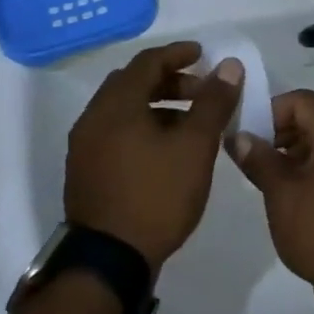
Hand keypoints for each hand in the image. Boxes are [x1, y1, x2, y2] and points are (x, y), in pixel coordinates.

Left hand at [64, 42, 242, 269]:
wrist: (110, 259)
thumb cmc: (157, 195)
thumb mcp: (195, 147)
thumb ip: (213, 103)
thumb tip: (229, 66)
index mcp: (117, 105)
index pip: (147, 62)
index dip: (178, 54)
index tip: (204, 55)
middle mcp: (93, 118)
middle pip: (132, 83)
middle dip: (169, 81)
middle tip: (202, 91)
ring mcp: (85, 146)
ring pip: (123, 110)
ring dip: (157, 106)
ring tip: (190, 123)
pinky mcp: (85, 170)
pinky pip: (116, 132)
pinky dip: (142, 127)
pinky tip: (165, 150)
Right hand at [230, 91, 313, 304]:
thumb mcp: (281, 192)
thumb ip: (258, 158)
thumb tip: (239, 136)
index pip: (301, 101)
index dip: (269, 112)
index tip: (247, 136)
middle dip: (281, 132)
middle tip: (254, 157)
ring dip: (297, 152)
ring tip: (270, 178)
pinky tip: (296, 194)